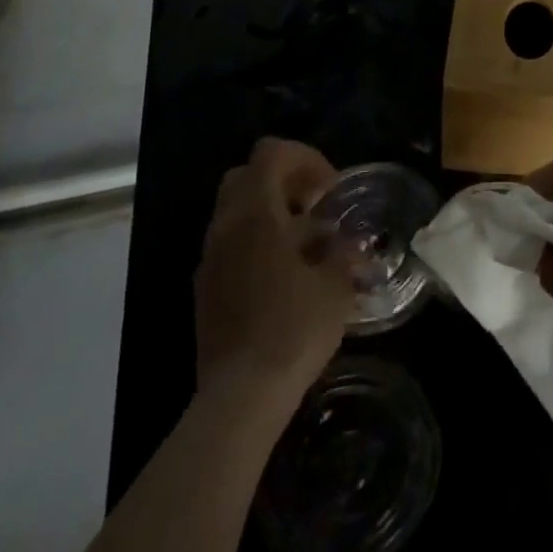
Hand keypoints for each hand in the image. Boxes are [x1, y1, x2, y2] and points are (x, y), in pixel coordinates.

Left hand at [194, 138, 356, 416]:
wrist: (240, 399)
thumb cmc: (293, 329)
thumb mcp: (336, 286)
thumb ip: (343, 253)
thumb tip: (348, 244)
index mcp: (255, 212)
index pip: (271, 152)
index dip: (305, 158)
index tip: (330, 190)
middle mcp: (225, 226)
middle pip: (246, 176)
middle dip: (282, 181)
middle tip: (314, 208)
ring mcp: (209, 259)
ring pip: (235, 212)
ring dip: (269, 214)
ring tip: (306, 247)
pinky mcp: (204, 290)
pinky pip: (229, 246)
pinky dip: (255, 244)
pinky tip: (284, 278)